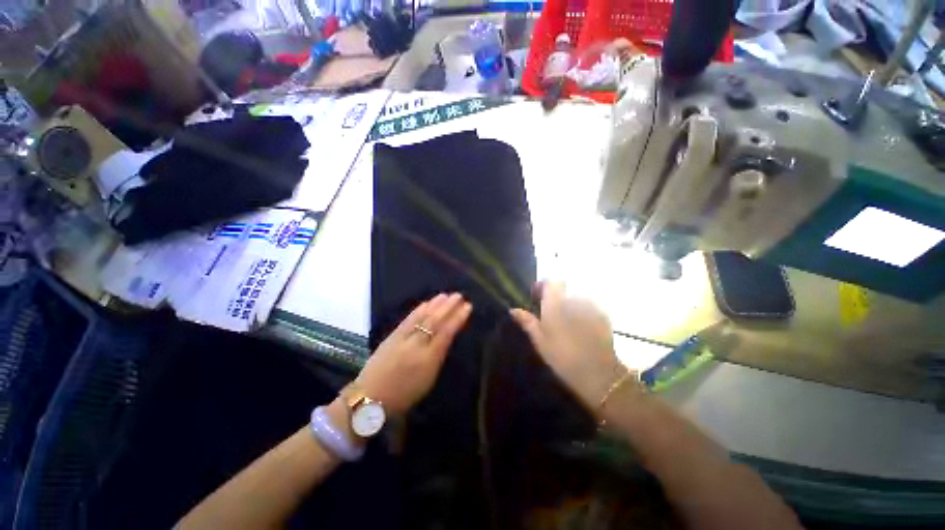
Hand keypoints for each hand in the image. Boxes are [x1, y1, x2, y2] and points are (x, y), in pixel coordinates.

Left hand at [356, 293, 471, 415]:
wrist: (371, 397)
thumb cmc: (405, 394)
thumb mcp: (429, 379)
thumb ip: (439, 355)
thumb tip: (448, 336)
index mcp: (428, 360)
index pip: (446, 333)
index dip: (457, 319)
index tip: (467, 307)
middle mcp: (416, 346)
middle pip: (435, 322)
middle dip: (448, 307)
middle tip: (459, 295)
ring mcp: (402, 339)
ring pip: (421, 318)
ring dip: (435, 305)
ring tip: (446, 295)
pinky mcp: (392, 336)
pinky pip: (408, 319)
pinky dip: (418, 310)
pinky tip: (426, 303)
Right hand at [510, 282, 624, 409]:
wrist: (599, 374)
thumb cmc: (563, 358)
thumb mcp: (540, 342)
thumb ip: (528, 322)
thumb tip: (513, 310)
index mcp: (556, 305)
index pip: (550, 282)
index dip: (543, 286)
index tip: (537, 297)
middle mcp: (574, 300)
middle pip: (563, 289)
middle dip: (556, 298)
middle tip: (551, 314)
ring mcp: (590, 306)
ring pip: (576, 298)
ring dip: (570, 305)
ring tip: (567, 323)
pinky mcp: (603, 315)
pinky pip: (589, 306)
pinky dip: (583, 312)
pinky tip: (581, 328)